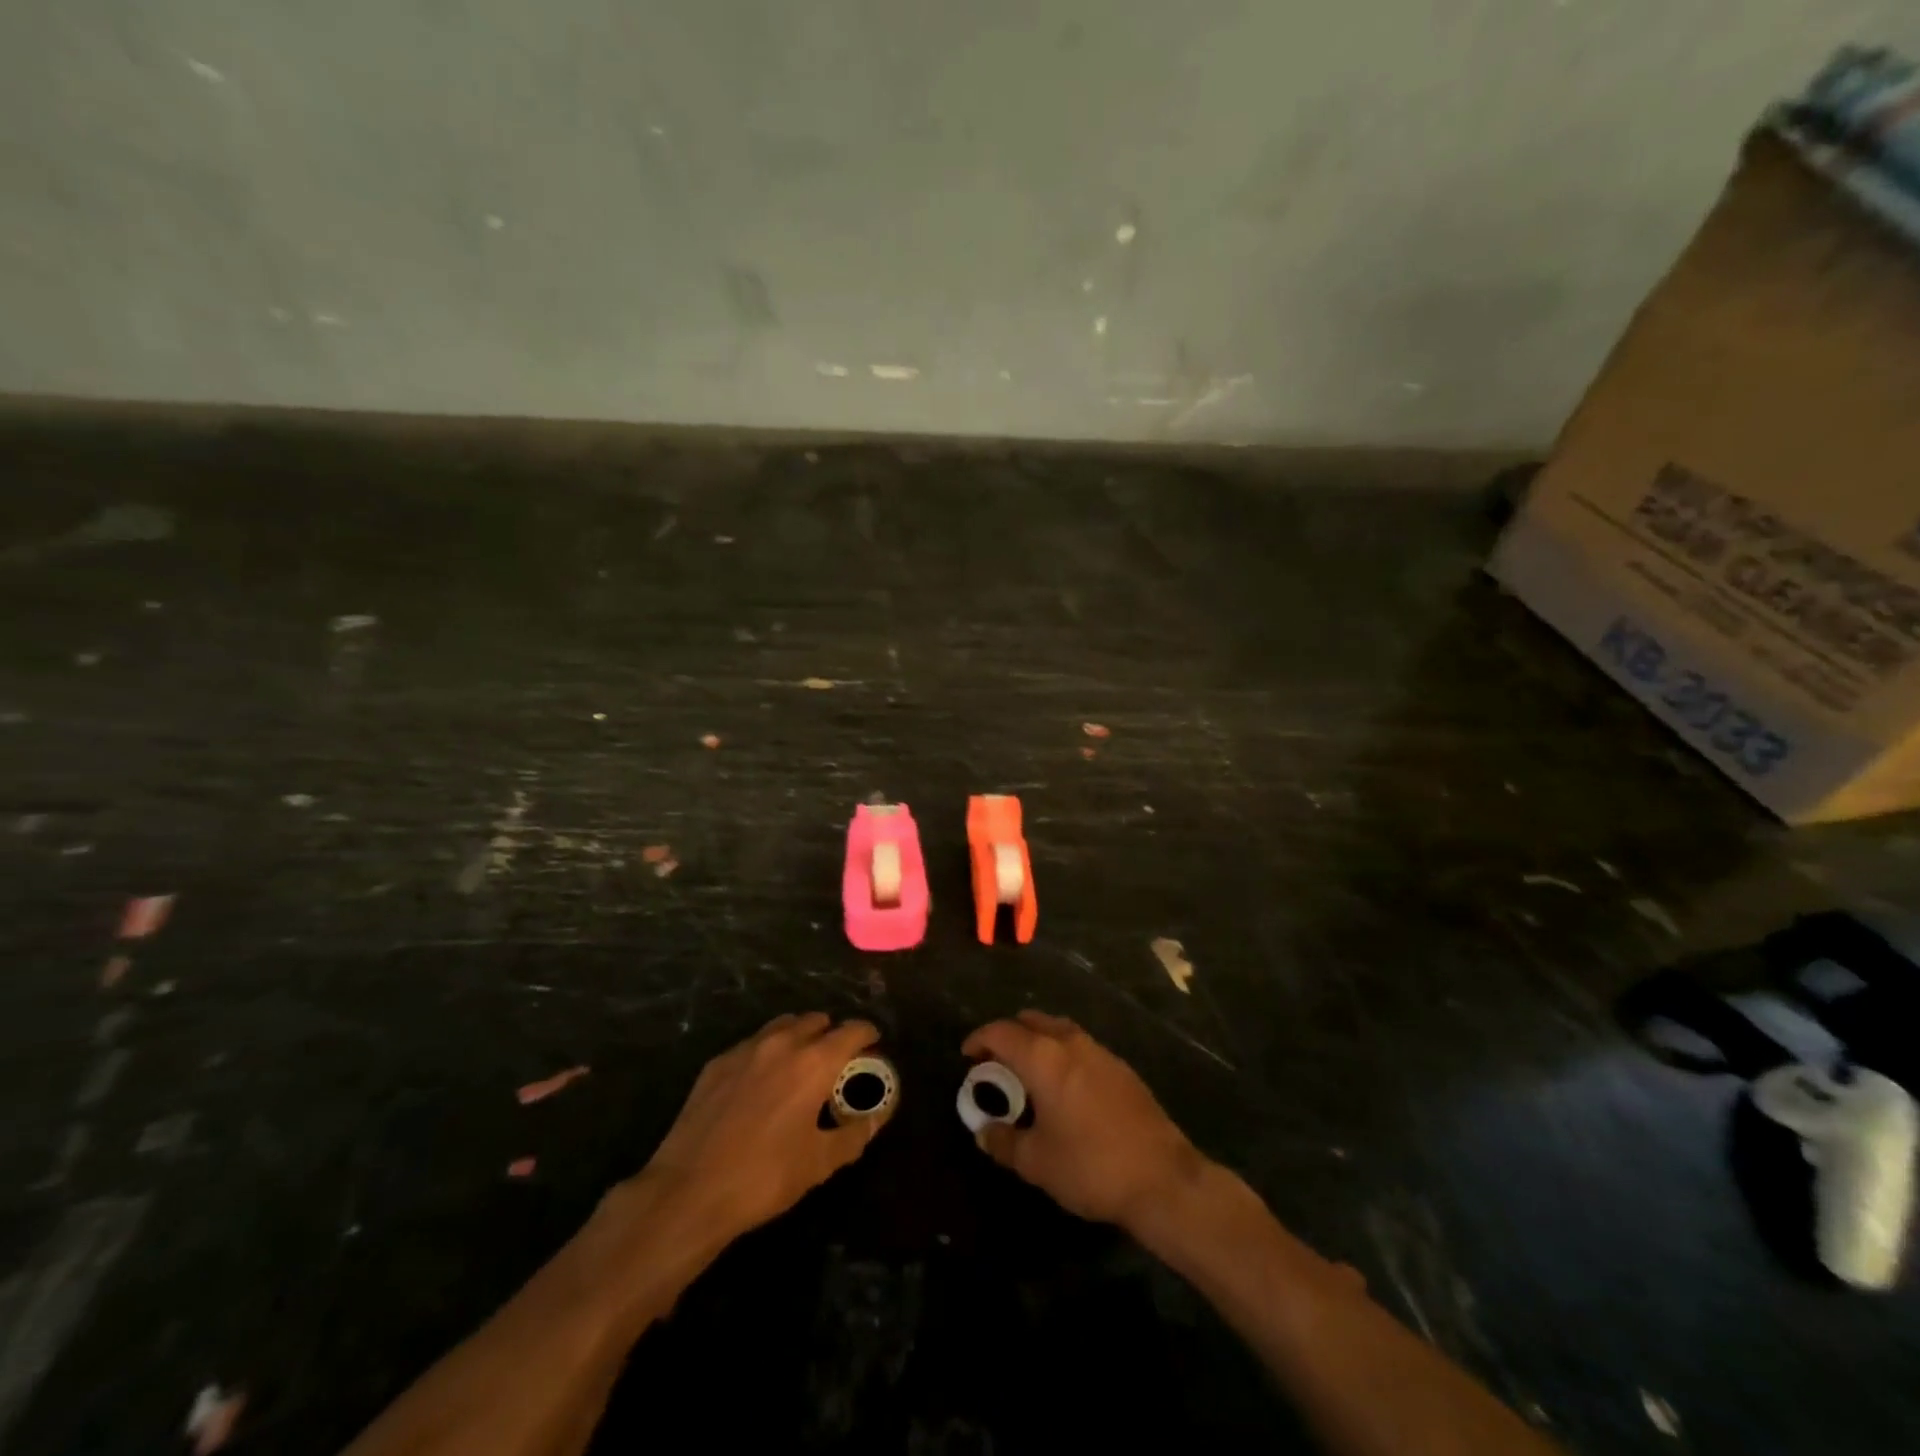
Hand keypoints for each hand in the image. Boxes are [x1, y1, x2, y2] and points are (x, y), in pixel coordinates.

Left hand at [637, 1013, 887, 1240]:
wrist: (689, 1191)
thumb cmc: (764, 1177)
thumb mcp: (819, 1163)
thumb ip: (854, 1134)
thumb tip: (878, 1117)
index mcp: (814, 1062)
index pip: (851, 1031)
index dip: (867, 1034)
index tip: (874, 1044)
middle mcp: (782, 1043)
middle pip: (816, 1020)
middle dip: (831, 1033)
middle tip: (836, 1060)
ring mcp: (745, 1050)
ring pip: (782, 1026)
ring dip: (798, 1036)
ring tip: (800, 1064)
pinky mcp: (716, 1064)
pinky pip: (752, 1044)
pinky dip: (766, 1052)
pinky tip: (762, 1081)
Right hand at [962, 1011, 1204, 1230]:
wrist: (1162, 1178)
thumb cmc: (1090, 1166)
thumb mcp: (1036, 1162)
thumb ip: (1003, 1142)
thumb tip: (984, 1131)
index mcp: (1044, 1058)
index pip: (1001, 1032)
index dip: (980, 1039)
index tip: (968, 1056)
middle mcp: (1070, 1043)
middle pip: (1031, 1021)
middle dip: (1008, 1036)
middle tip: (995, 1064)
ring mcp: (1100, 1052)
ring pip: (1058, 1030)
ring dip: (1037, 1041)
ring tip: (1027, 1074)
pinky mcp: (1121, 1068)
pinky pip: (1080, 1046)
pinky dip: (1061, 1054)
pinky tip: (1064, 1087)